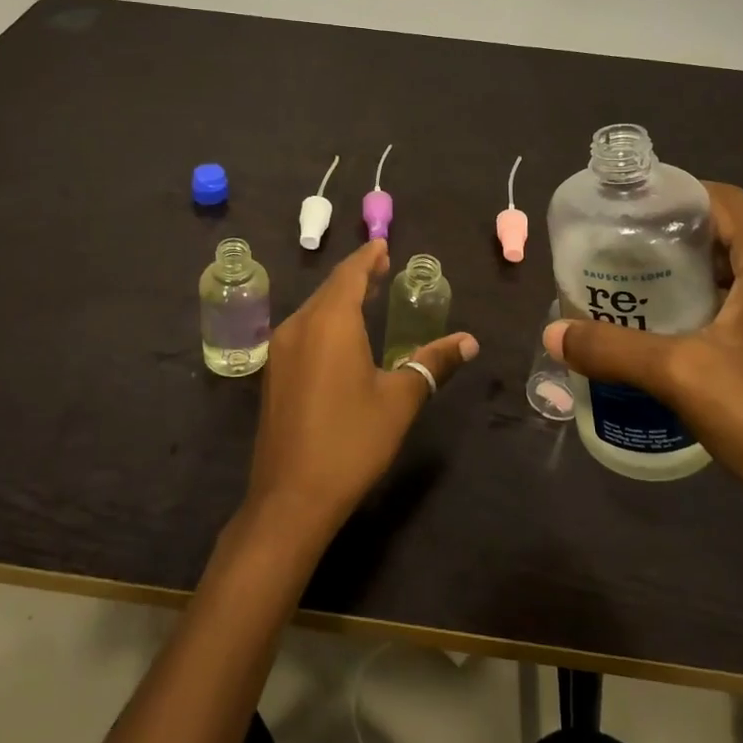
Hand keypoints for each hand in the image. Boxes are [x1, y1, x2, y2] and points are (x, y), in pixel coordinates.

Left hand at [246, 240, 477, 542]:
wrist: (290, 497)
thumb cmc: (351, 441)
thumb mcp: (400, 400)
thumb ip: (433, 363)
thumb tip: (469, 341)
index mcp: (330, 322)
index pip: (349, 274)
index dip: (367, 257)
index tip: (383, 245)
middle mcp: (299, 326)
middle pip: (329, 289)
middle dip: (355, 276)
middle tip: (381, 268)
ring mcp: (280, 351)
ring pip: (313, 310)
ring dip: (339, 299)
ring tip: (366, 296)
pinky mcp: (273, 374)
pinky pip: (302, 331)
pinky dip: (324, 320)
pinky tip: (339, 336)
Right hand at [543, 183, 742, 540]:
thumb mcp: (684, 378)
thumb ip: (613, 349)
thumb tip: (551, 333)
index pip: (721, 198)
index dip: (670, 199)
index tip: (622, 217)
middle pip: (736, 236)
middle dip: (676, 245)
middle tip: (623, 265)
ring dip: (704, 282)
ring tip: (650, 303)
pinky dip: (731, 312)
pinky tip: (699, 348)